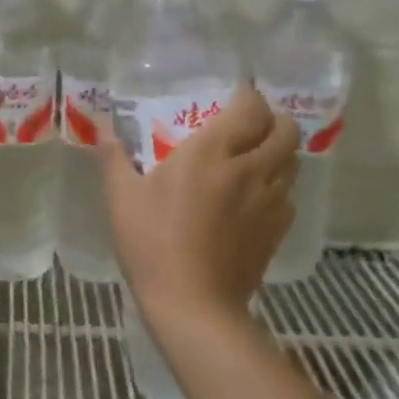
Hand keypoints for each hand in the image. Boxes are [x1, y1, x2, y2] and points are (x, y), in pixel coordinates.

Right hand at [104, 83, 299, 324]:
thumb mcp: (122, 197)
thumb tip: (105, 134)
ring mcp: (268, 202)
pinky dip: (278, 184)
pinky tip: (255, 194)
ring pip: (292, 162)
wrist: (193, 306)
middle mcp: (249, 169)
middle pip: (285, 131)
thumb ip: (115, 159)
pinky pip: (288, 194)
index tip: (235, 93)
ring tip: (255, 152)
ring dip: (279, 150)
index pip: (250, 109)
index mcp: (211, 153)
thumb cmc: (153, 243)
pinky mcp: (276, 232)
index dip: (249, 95)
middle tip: (249, 122)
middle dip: (273, 119)